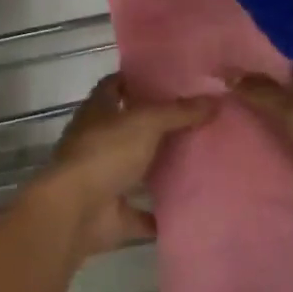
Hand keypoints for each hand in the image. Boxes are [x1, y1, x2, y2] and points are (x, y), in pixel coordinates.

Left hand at [21, 74, 212, 259]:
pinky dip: (163, 213)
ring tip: (205, 158)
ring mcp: (105, 176)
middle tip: (201, 118)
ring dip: (163, 167)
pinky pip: (144, 212)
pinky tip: (194, 206)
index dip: (140, 79)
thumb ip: (179, 111)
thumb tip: (216, 98)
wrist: (76, 211)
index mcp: (98, 110)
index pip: (117, 84)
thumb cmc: (105, 153)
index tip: (173, 78)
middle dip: (161, 124)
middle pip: (132, 127)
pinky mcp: (114, 212)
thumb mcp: (145, 123)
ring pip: (139, 168)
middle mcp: (98, 140)